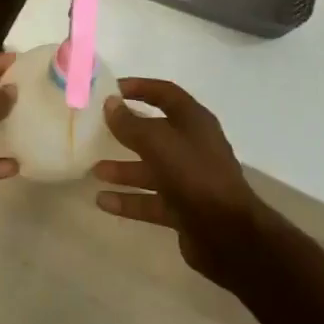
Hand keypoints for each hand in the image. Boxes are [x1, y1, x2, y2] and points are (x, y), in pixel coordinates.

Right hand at [92, 78, 270, 287]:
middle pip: (155, 132)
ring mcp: (189, 179)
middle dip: (126, 132)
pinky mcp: (183, 209)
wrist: (229, 235)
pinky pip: (150, 199)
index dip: (139, 87)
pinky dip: (128, 200)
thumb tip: (110, 103)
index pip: (165, 94)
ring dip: (123, 169)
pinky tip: (102, 202)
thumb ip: (131, 124)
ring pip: (150, 168)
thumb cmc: (194, 176)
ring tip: (94, 170)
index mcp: (194, 121)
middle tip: (96, 130)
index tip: (111, 89)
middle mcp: (192, 146)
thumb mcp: (158, 143)